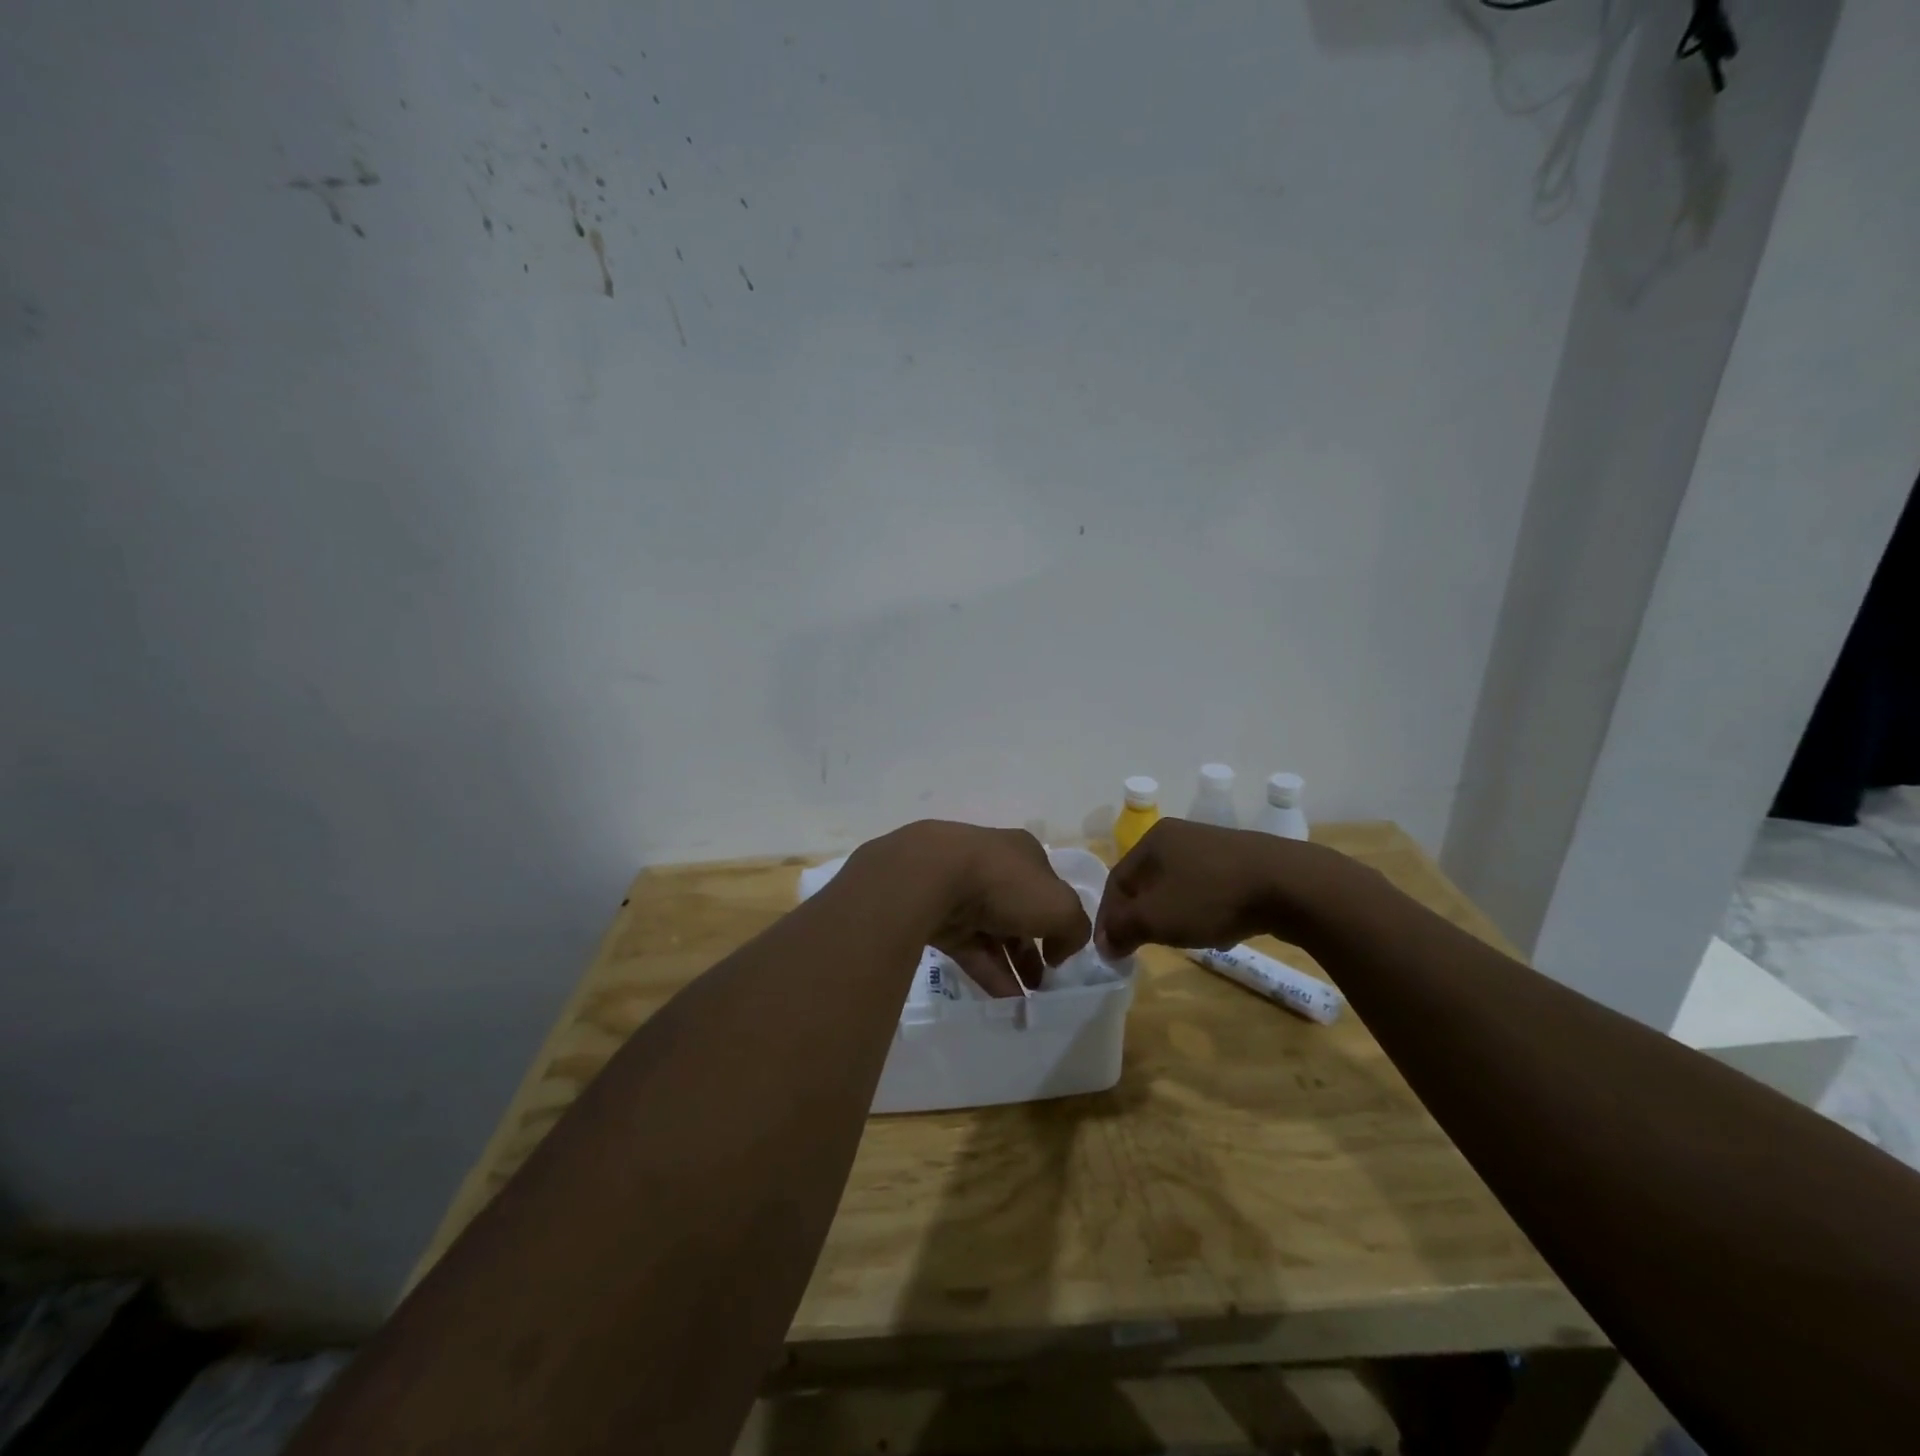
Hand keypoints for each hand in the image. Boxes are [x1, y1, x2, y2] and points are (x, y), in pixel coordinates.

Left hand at [861, 821, 1091, 996]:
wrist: (931, 877)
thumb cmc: (1004, 883)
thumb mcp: (1060, 906)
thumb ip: (1074, 930)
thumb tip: (1060, 951)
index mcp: (1023, 852)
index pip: (1048, 887)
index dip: (1058, 919)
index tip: (1062, 953)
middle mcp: (992, 866)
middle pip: (1019, 911)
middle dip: (1034, 948)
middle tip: (1045, 981)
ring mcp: (960, 889)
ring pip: (992, 932)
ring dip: (1012, 965)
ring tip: (1026, 1000)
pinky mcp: (937, 915)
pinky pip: (968, 947)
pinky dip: (987, 972)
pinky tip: (1003, 1000)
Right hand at [1095, 818, 1303, 958]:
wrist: (1291, 885)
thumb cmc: (1212, 897)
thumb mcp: (1156, 917)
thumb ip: (1123, 929)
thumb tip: (1103, 944)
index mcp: (1154, 839)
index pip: (1116, 880)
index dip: (1108, 918)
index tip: (1109, 950)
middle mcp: (1181, 836)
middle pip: (1147, 882)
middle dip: (1141, 916)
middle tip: (1140, 946)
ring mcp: (1215, 846)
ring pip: (1178, 887)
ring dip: (1172, 916)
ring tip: (1179, 942)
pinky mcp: (1245, 862)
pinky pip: (1210, 890)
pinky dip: (1204, 912)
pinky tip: (1218, 933)